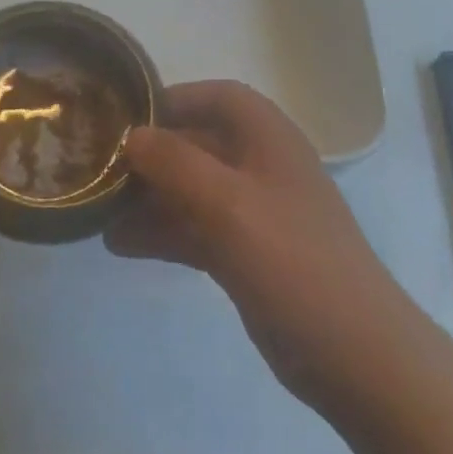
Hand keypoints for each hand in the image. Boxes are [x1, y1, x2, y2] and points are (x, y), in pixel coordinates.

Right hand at [110, 81, 402, 410]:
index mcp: (268, 139)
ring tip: (98, 212)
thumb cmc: (294, 263)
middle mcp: (260, 167)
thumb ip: (176, 163)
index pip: (217, 97)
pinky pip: (194, 229)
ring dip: (147, 197)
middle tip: (97, 168)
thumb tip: (132, 136)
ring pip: (190, 190)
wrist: (355, 356)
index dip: (173, 100)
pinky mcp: (245, 255)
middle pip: (196, 144)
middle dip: (149, 155)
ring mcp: (253, 214)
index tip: (125, 118)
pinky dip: (161, 232)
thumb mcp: (229, 204)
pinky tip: (120, 244)